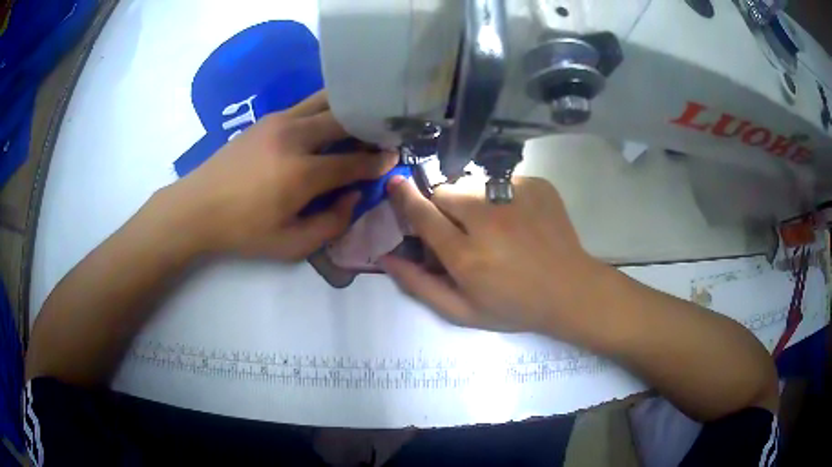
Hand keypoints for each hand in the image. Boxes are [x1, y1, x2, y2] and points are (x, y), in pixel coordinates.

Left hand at [164, 91, 396, 259]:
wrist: (197, 207)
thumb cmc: (242, 231)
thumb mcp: (290, 245)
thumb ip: (331, 224)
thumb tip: (353, 197)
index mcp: (301, 173)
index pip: (353, 162)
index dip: (378, 161)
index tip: (394, 158)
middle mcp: (295, 137)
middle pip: (345, 120)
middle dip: (369, 126)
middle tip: (382, 134)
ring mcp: (280, 121)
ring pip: (326, 102)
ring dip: (349, 109)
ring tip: (361, 119)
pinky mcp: (267, 117)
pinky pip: (307, 105)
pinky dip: (326, 109)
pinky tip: (328, 122)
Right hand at [381, 175, 603, 337]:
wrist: (570, 290)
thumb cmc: (515, 307)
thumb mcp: (463, 311)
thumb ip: (420, 285)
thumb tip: (385, 258)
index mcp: (467, 257)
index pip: (423, 215)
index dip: (405, 198)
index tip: (395, 183)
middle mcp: (488, 221)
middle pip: (446, 192)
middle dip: (443, 205)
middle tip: (460, 227)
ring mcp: (516, 198)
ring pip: (473, 183)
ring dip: (471, 200)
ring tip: (492, 224)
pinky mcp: (536, 185)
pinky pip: (502, 180)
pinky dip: (500, 196)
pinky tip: (517, 219)